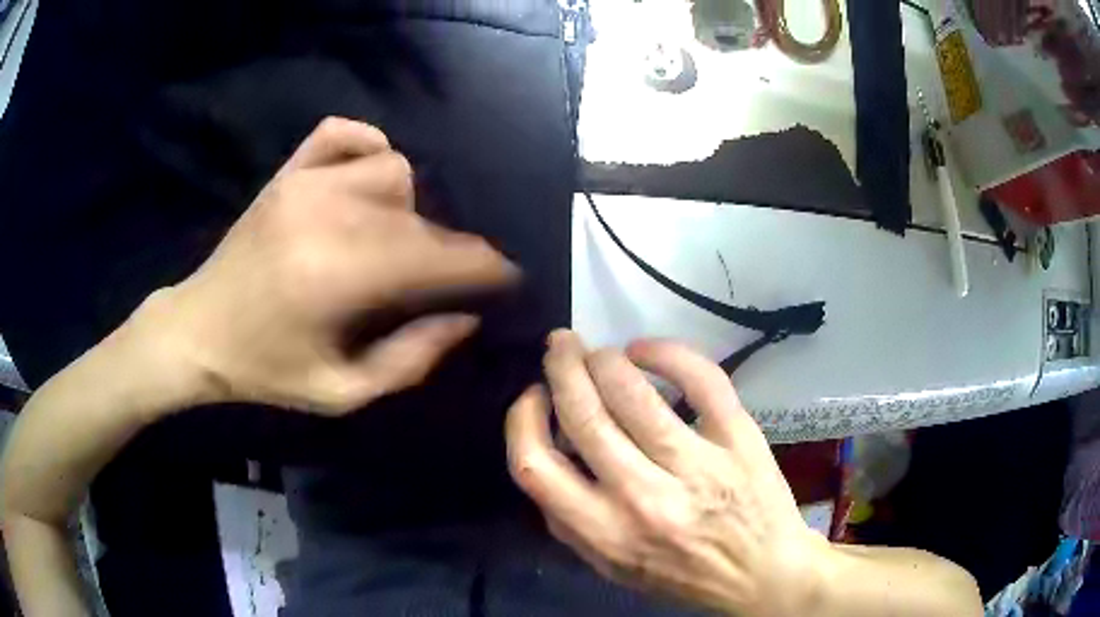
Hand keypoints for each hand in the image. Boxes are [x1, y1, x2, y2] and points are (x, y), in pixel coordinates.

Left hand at [142, 117, 517, 413]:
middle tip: (438, 280)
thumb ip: (411, 360)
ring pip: (393, 169)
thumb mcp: (341, 391)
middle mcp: (328, 215)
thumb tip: (465, 319)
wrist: (197, 331)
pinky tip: (364, 180)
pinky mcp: (287, 173)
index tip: (506, 279)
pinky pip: (345, 134)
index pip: (440, 257)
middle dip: (446, 249)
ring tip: (389, 239)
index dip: (485, 268)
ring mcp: (305, 184)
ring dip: (406, 206)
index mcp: (340, 277)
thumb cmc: (265, 370)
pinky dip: (367, 148)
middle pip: (421, 214)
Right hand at [506, 331, 828, 615]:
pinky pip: (701, 379)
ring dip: (606, 358)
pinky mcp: (739, 438)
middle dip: (562, 367)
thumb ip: (569, 522)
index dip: (523, 418)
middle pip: (583, 415)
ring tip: (600, 353)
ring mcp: (697, 465)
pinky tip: (646, 350)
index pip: (535, 465)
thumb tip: (549, 453)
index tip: (534, 397)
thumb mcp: (612, 566)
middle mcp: (644, 498)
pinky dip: (668, 352)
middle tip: (561, 346)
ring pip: (634, 392)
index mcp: (605, 532)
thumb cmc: (682, 574)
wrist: (762, 574)